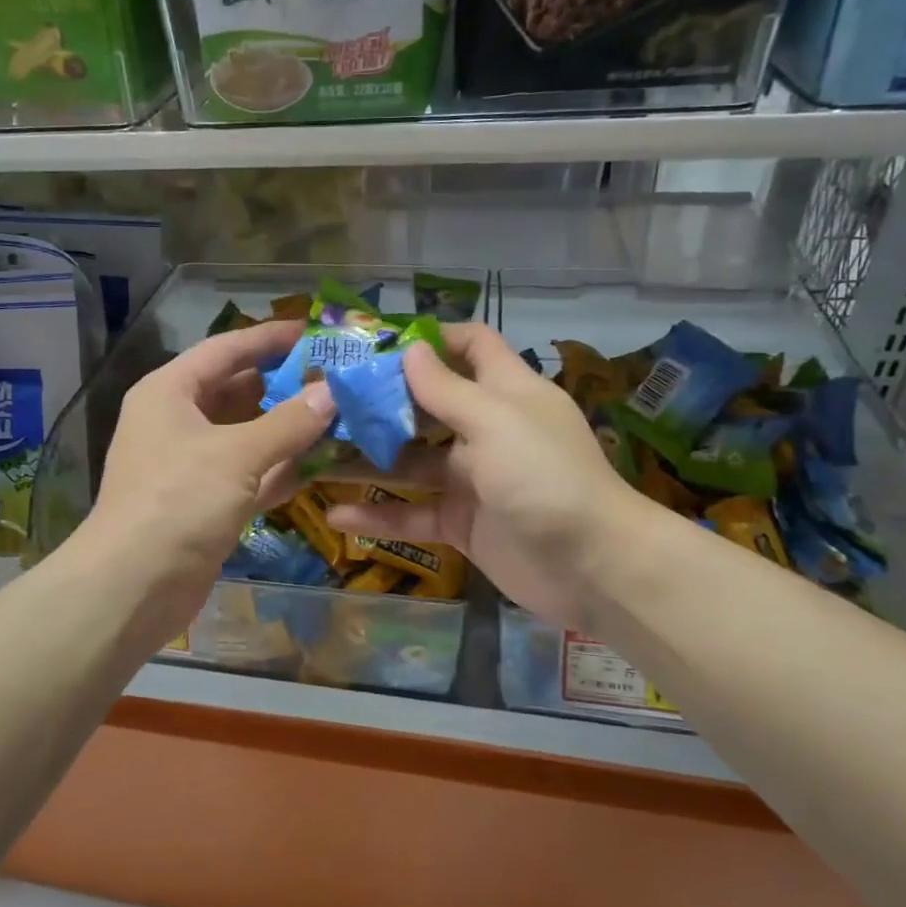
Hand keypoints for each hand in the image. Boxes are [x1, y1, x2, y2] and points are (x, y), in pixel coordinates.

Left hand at [79, 320, 335, 647]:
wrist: (133, 587)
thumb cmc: (178, 502)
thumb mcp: (236, 455)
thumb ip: (289, 422)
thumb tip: (333, 392)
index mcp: (170, 392)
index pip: (225, 349)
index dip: (268, 338)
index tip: (313, 331)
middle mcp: (179, 421)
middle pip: (239, 390)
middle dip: (286, 385)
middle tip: (339, 377)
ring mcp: (193, 464)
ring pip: (249, 434)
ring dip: (290, 428)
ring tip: (342, 414)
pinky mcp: (207, 502)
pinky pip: (251, 473)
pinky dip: (282, 468)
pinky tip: (324, 462)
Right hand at [324, 323, 654, 635]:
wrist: (592, 566)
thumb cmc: (545, 476)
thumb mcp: (495, 422)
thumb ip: (447, 389)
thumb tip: (410, 349)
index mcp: (505, 392)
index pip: (471, 347)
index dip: (431, 339)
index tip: (378, 343)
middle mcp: (486, 429)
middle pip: (426, 405)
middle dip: (380, 402)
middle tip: (325, 401)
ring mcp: (471, 479)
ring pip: (410, 462)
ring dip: (366, 460)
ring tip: (313, 456)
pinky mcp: (461, 522)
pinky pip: (412, 513)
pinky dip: (378, 515)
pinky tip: (335, 516)